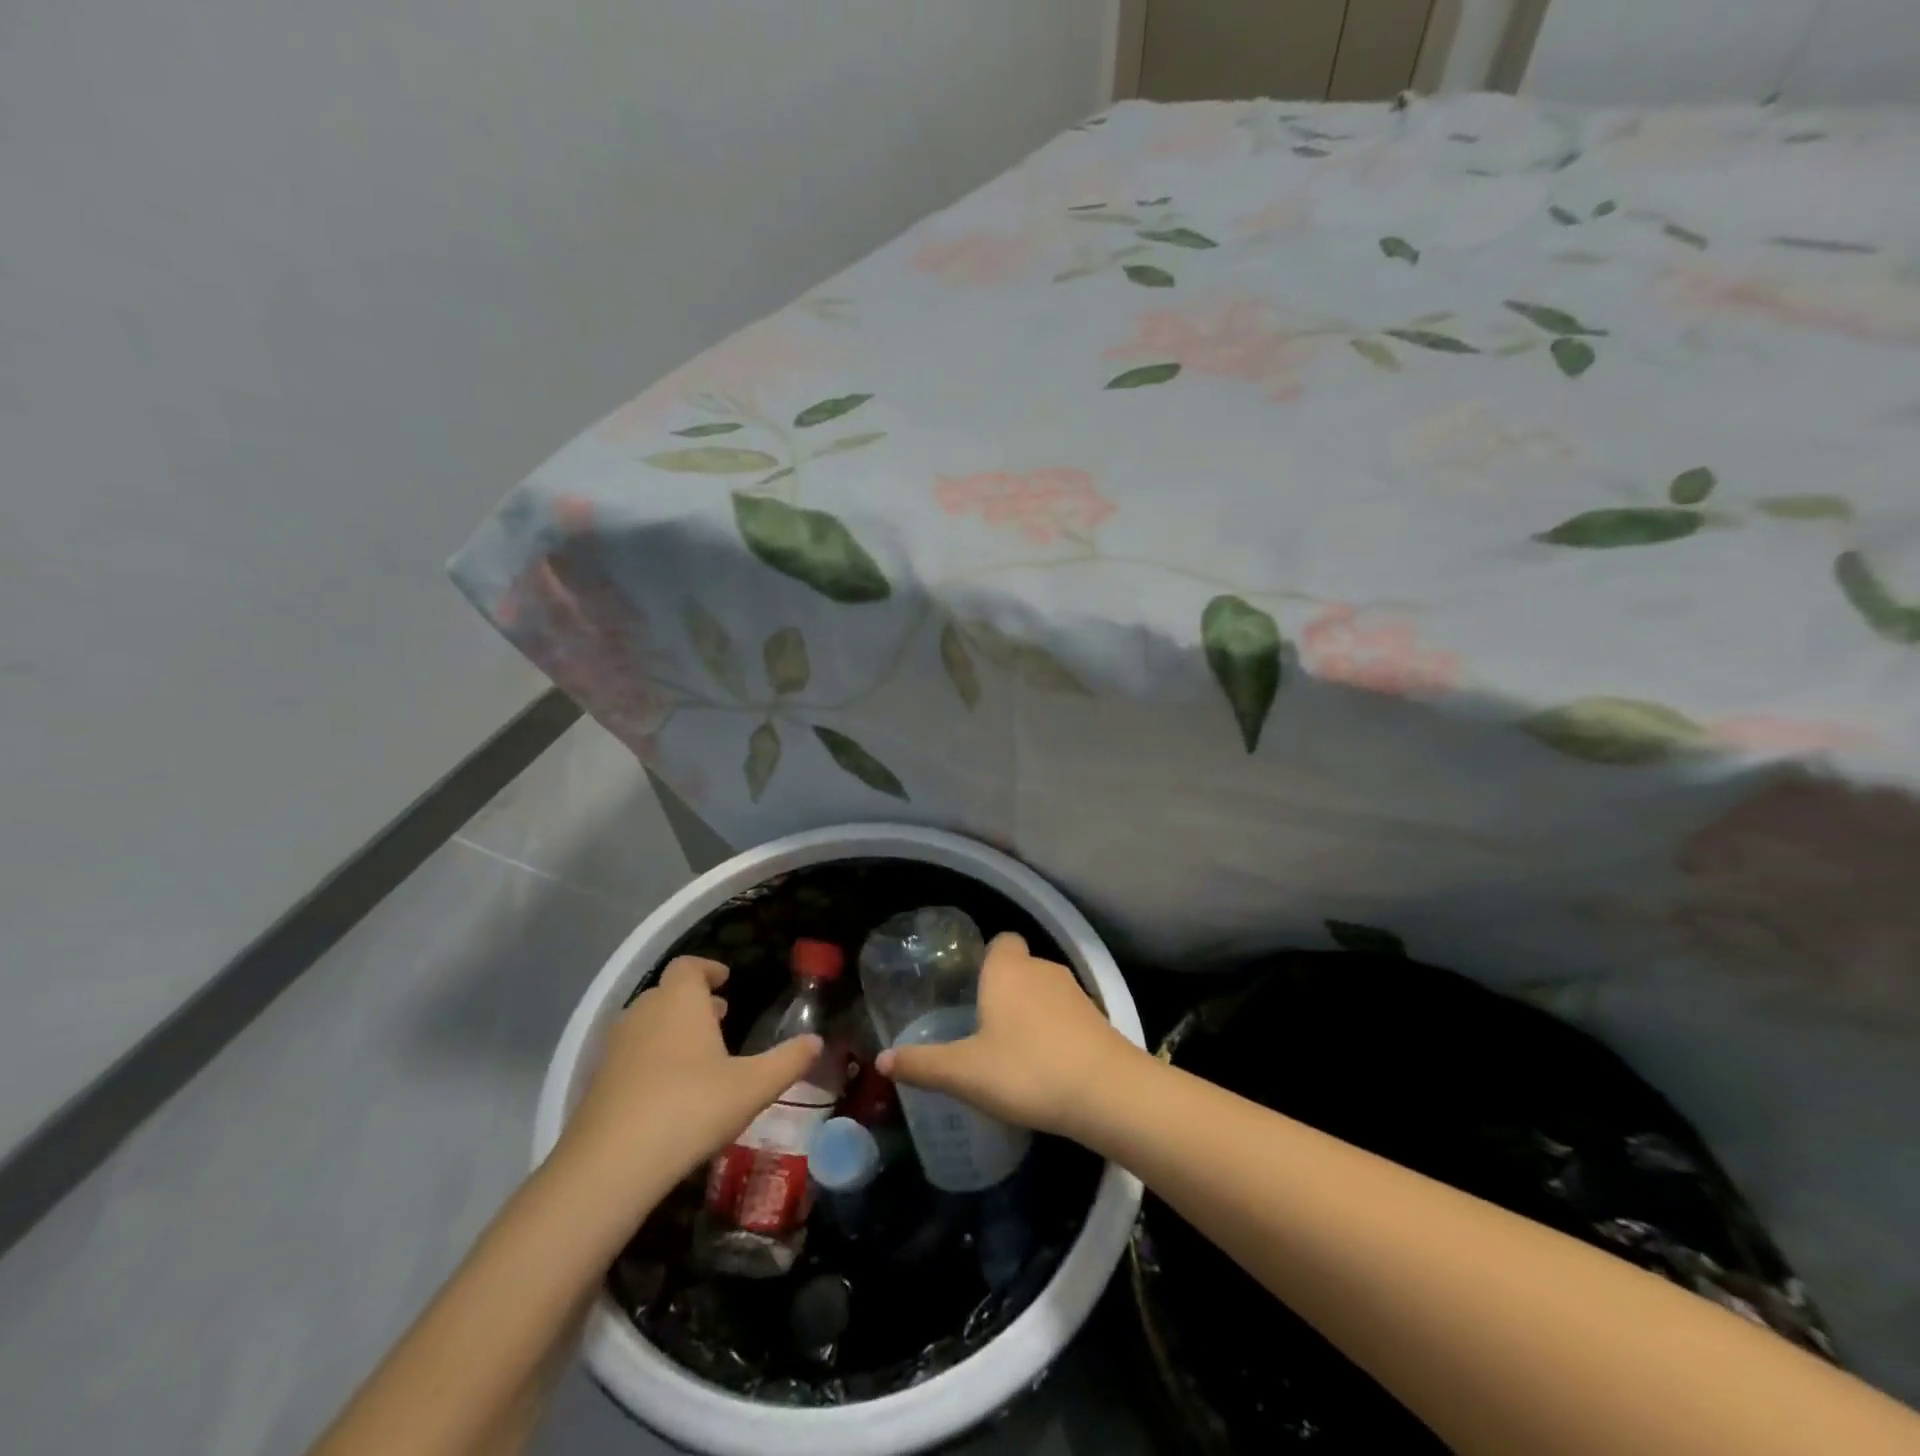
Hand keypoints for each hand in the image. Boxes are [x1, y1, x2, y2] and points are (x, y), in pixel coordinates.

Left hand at [556, 956, 821, 1208]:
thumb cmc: (691, 1107)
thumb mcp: (753, 1086)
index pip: (689, 966)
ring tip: (699, 1055)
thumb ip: (788, 1061)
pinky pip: (630, 1056)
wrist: (611, 1164)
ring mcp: (615, 1047)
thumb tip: (817, 1042)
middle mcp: (644, 1012)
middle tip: (720, 1018)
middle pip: (667, 993)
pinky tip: (669, 1092)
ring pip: (647, 1024)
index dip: (708, 969)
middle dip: (694, 1002)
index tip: (725, 980)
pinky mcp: (597, 1082)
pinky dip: (651, 1059)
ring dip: (672, 1030)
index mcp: (680, 1001)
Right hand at [876, 933, 1141, 1139]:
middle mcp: (1042, 969)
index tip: (972, 988)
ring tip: (1012, 1048)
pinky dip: (1055, 1030)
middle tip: (982, 1025)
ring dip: (1031, 1011)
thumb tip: (881, 1060)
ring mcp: (1075, 992)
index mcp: (1008, 970)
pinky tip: (1045, 1064)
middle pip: (1020, 966)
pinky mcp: (1097, 1017)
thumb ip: (923, 1064)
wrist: (1106, 1092)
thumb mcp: (965, 1073)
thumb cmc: (1026, 1070)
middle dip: (1004, 989)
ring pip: (1045, 991)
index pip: (1000, 941)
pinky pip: (1067, 1014)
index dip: (987, 959)